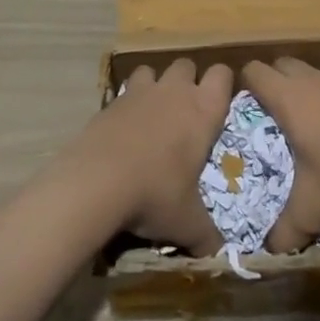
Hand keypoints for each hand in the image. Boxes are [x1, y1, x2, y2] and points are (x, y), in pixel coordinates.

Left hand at [70, 58, 231, 255]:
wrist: (97, 182)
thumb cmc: (155, 194)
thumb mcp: (187, 222)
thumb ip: (206, 236)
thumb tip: (218, 256)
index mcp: (203, 111)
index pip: (222, 74)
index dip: (223, 83)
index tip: (220, 101)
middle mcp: (174, 92)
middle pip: (186, 64)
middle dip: (188, 80)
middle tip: (186, 110)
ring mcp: (140, 92)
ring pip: (152, 70)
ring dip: (155, 84)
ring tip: (153, 112)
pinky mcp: (111, 101)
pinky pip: (124, 90)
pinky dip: (127, 102)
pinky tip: (124, 128)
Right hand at [240, 58, 319, 251]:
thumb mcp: (312, 211)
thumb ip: (285, 231)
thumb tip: (268, 250)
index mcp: (290, 99)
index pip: (254, 71)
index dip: (242, 85)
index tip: (241, 111)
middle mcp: (312, 82)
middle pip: (280, 64)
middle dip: (269, 83)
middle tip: (267, 118)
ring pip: (308, 74)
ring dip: (299, 91)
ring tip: (299, 127)